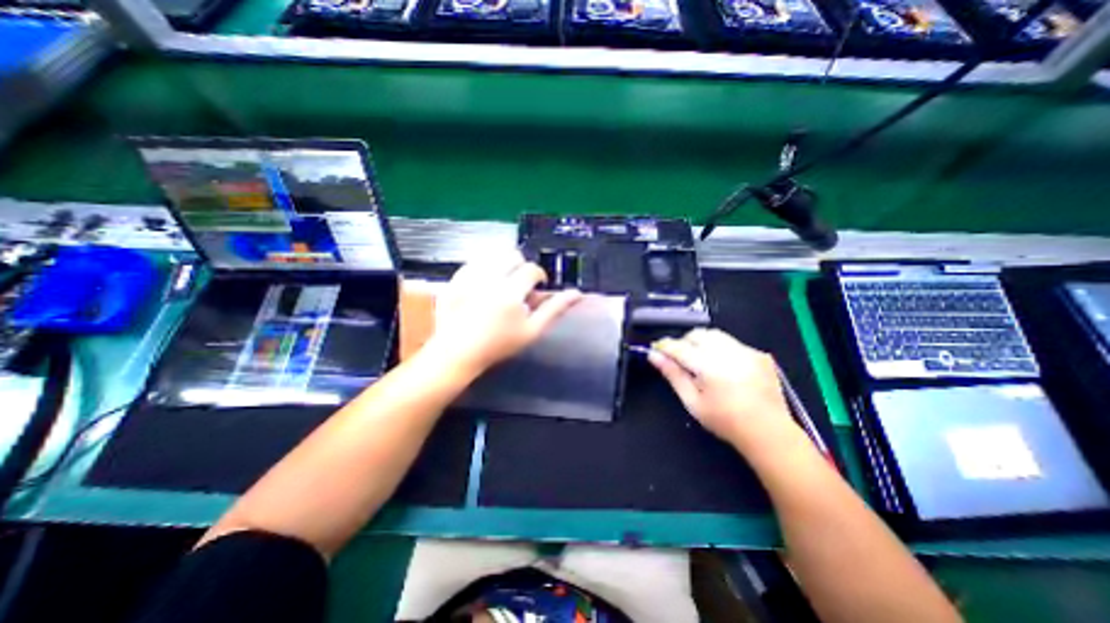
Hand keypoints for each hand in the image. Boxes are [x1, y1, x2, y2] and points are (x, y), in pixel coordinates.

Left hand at [425, 250, 582, 376]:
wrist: (457, 352)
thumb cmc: (498, 345)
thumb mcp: (532, 331)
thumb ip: (554, 309)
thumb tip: (577, 294)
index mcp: (510, 292)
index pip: (531, 269)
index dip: (538, 277)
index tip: (535, 289)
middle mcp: (489, 279)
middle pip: (512, 255)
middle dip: (520, 267)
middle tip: (518, 286)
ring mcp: (468, 277)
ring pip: (492, 254)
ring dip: (502, 264)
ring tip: (502, 282)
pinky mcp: (454, 278)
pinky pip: (473, 261)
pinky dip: (483, 267)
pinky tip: (483, 284)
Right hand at [653, 328, 797, 450]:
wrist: (769, 432)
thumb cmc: (725, 421)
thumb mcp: (692, 401)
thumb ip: (672, 374)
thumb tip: (654, 356)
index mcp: (710, 366)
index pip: (680, 347)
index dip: (665, 346)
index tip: (656, 349)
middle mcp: (729, 353)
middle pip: (698, 334)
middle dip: (684, 342)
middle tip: (680, 359)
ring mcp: (747, 351)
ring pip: (715, 335)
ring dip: (702, 343)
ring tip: (702, 362)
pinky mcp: (759, 354)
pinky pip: (732, 342)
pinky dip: (721, 349)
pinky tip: (724, 368)